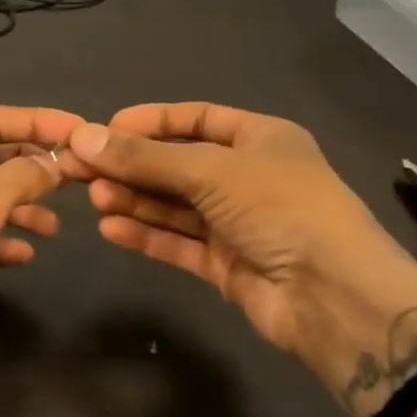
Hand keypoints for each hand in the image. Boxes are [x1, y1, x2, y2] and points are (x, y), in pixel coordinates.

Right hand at [65, 102, 416, 416]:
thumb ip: (145, 158)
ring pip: (174, 205)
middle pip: (177, 164)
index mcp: (259, 138)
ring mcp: (237, 223)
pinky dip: (146, 235)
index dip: (150, 122)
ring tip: (94, 198)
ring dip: (134, 199)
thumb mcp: (211, 171)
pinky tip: (111, 229)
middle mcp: (247, 177)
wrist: (335, 298)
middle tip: (80, 169)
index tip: (105, 129)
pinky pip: (178, 242)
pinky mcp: (226, 265)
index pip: (195, 119)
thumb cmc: (280, 208)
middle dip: (131, 166)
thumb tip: (82, 137)